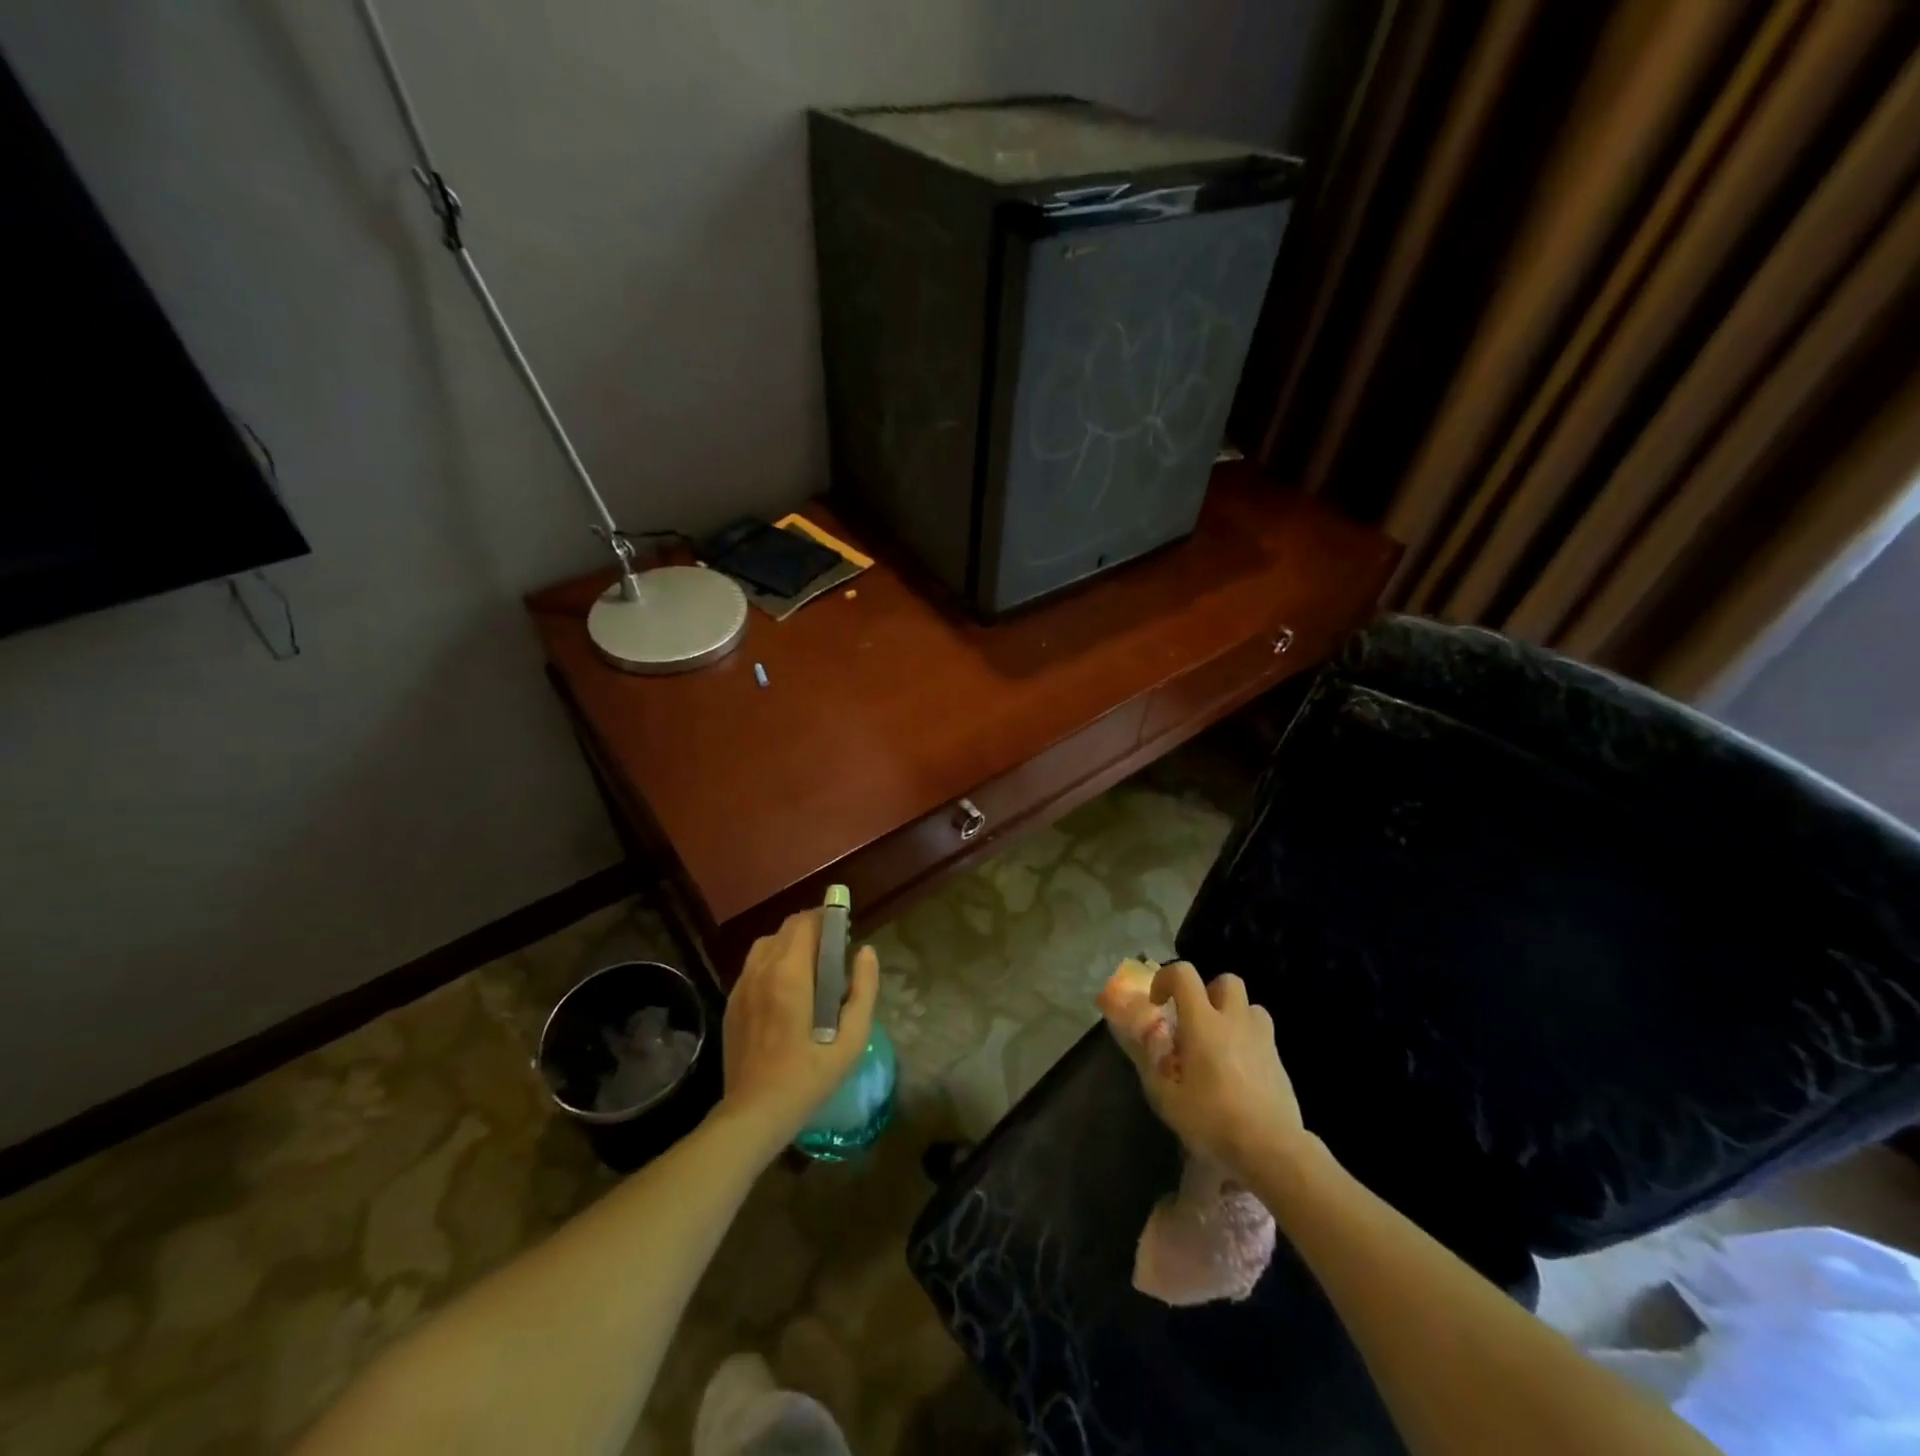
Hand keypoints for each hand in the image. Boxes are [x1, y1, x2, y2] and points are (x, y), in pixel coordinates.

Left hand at [719, 909, 878, 1148]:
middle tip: (833, 953)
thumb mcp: (850, 1040)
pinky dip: (772, 963)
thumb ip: (863, 991)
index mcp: (790, 974)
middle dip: (811, 930)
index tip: (844, 931)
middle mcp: (761, 970)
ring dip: (790, 945)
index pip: (805, 922)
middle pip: (786, 928)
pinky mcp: (731, 1003)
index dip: (826, 918)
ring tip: (809, 970)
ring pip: (767, 943)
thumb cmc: (807, 1078)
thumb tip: (866, 952)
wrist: (753, 1114)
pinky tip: (786, 992)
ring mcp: (741, 986)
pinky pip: (753, 966)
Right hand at [1112, 961, 1307, 1181]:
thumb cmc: (1212, 1120)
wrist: (1271, 1148)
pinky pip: (1262, 1034)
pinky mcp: (1279, 1060)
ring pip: (1250, 1006)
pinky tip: (1239, 1070)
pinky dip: (1248, 1040)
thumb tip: (1141, 1038)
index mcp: (1203, 1022)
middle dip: (1208, 991)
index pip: (1184, 974)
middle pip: (1226, 981)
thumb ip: (1150, 1062)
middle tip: (1195, 1020)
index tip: (1158, 1002)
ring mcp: (1262, 1038)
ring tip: (1220, 1042)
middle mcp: (1234, 1020)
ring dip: (1233, 1014)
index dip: (1166, 978)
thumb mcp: (1166, 1097)